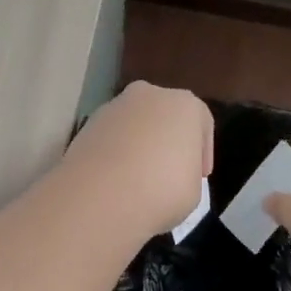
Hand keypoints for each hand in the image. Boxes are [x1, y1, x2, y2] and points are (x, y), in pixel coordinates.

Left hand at [63, 82, 213, 238]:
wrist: (101, 196)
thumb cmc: (163, 190)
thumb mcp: (194, 189)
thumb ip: (187, 172)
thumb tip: (170, 173)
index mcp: (184, 104)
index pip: (201, 122)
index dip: (203, 151)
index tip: (200, 176)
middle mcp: (149, 95)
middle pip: (164, 116)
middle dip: (167, 140)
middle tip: (169, 172)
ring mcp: (114, 107)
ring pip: (134, 124)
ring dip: (139, 145)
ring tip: (138, 179)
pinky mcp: (87, 124)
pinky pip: (111, 137)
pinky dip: (115, 152)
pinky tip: (116, 179)